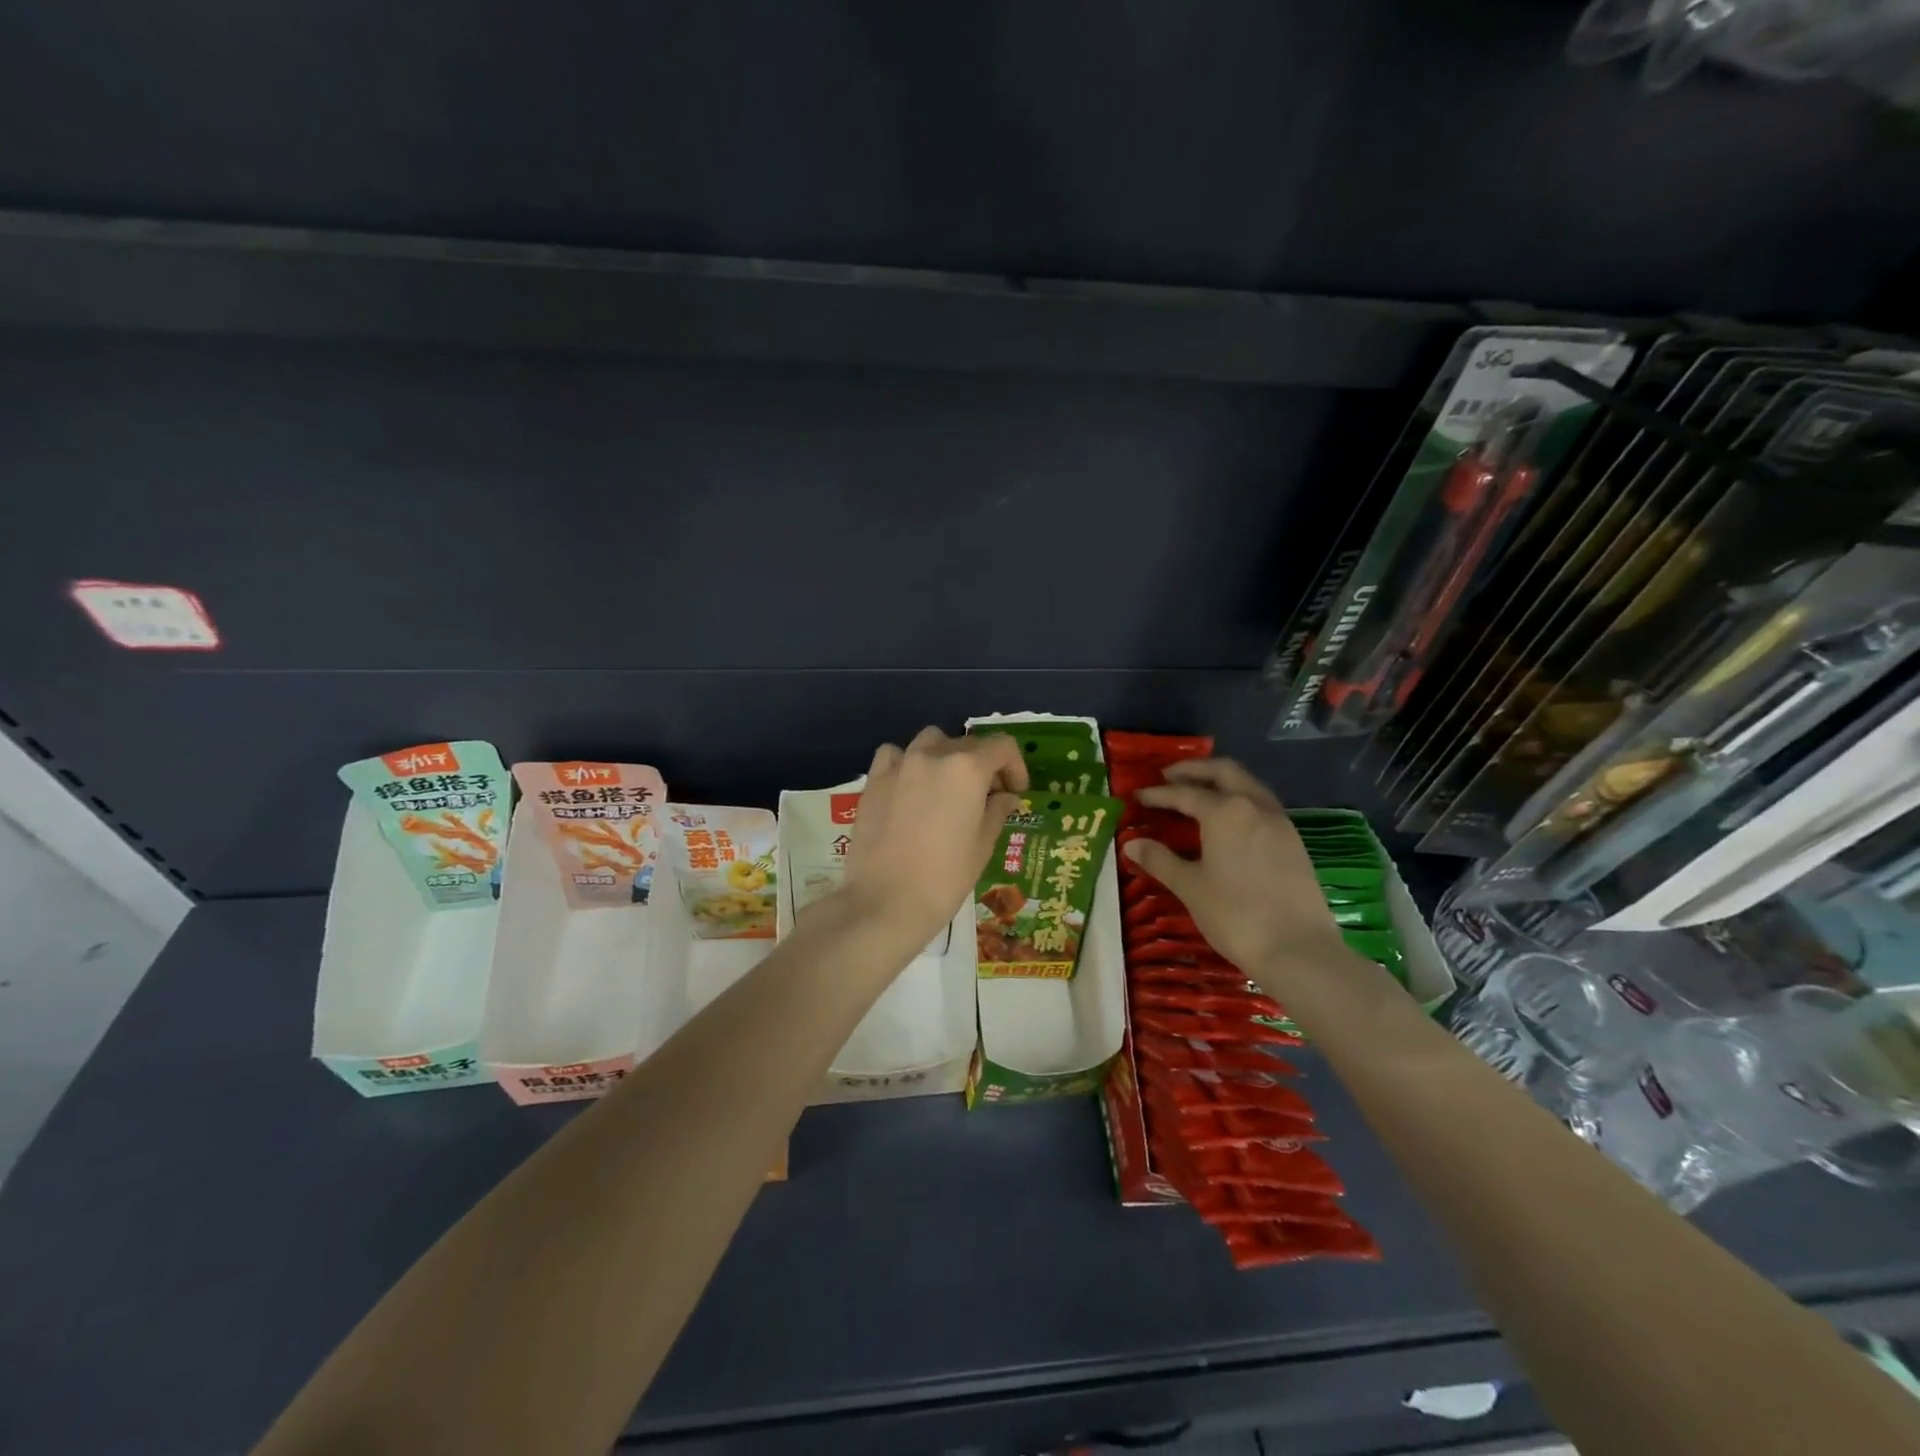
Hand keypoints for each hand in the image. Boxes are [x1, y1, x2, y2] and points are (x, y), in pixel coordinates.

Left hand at [839, 727, 1027, 950]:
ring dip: (947, 756)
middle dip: (984, 766)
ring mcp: (899, 764)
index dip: (1015, 767)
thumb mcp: (982, 846)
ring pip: (931, 742)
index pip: (1002, 747)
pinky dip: (908, 762)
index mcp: (967, 768)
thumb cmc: (944, 878)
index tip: (1015, 792)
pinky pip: (895, 755)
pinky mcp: (873, 780)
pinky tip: (911, 787)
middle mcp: (933, 755)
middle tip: (988, 798)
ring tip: (949, 787)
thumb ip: (997, 811)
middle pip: (968, 743)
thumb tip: (1005, 797)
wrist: (884, 902)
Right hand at [1124, 759, 1348, 974]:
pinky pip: (1262, 806)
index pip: (1184, 793)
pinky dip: (1240, 801)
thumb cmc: (1235, 915)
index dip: (1158, 794)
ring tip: (1198, 793)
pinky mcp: (1294, 842)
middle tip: (1169, 776)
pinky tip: (1229, 822)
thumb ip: (1160, 860)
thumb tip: (1132, 844)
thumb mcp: (1190, 887)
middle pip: (1224, 772)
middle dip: (1195, 770)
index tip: (1138, 795)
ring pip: (1248, 785)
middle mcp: (1255, 806)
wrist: (1299, 950)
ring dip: (1221, 782)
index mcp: (1225, 811)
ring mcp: (1280, 823)